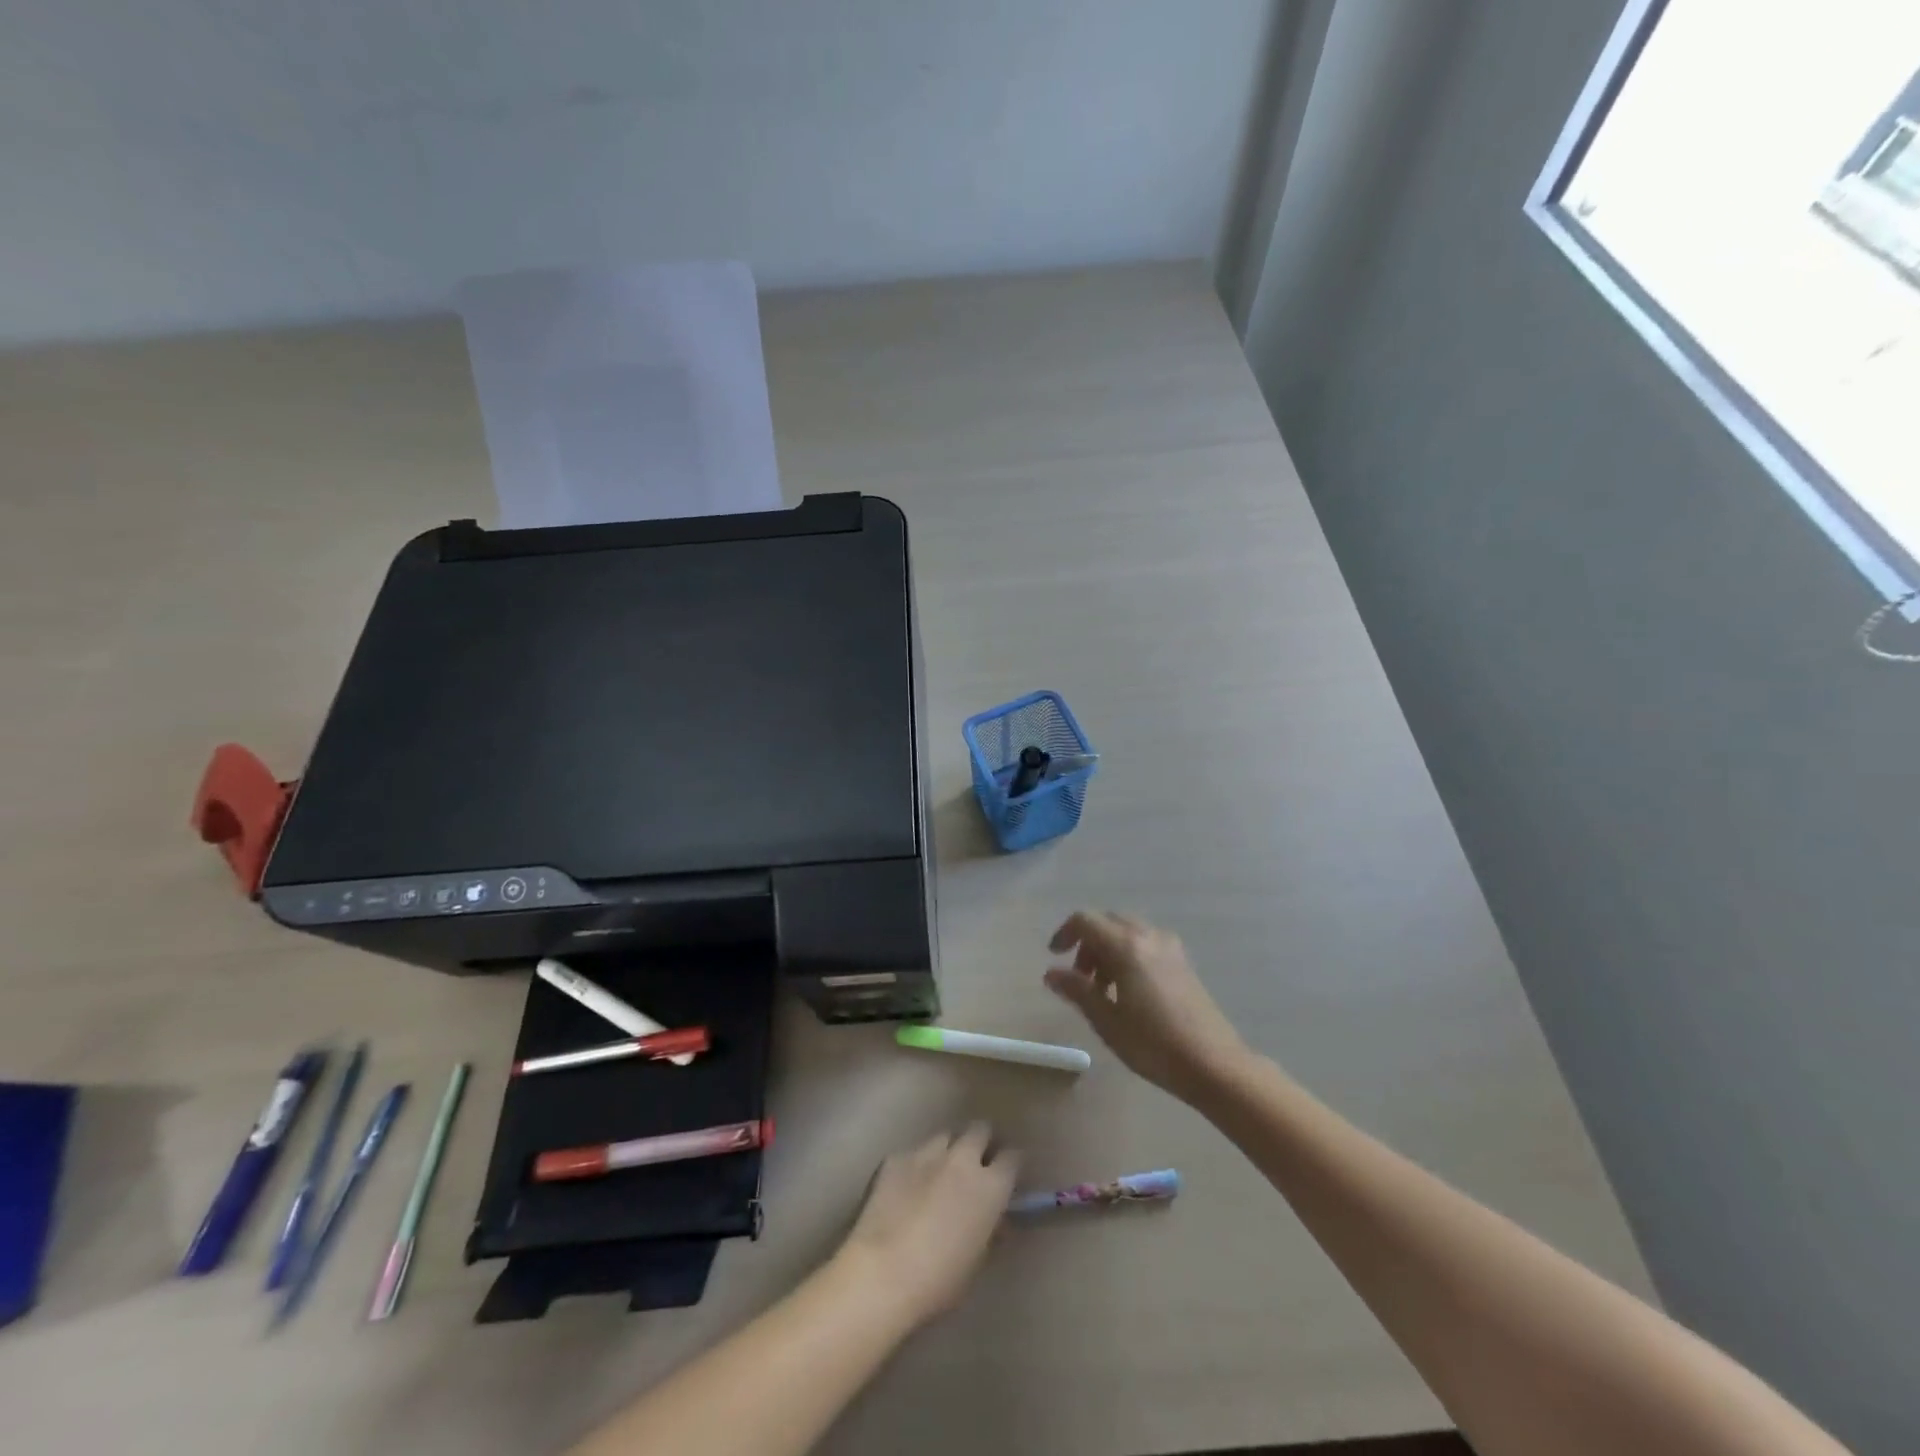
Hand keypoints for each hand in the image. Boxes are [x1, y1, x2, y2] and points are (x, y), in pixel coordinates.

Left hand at [833, 1124, 1018, 1329]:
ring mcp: (927, 1152)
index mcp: (990, 1187)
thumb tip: (996, 1220)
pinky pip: (914, 1152)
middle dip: (982, 1142)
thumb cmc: (938, 1282)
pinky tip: (907, 1187)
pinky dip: (918, 1164)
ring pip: (946, 1135)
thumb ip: (990, 1232)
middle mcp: (962, 1159)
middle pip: (981, 1129)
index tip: (1008, 1174)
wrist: (882, 1273)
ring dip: (949, 1149)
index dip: (1012, 1164)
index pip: (1013, 1157)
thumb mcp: (976, 1262)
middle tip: (977, 1164)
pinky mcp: (897, 1157)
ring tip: (941, 1172)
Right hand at [1044, 911, 1250, 1103]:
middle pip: (1108, 922)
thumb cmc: (1154, 1045)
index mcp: (1126, 946)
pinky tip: (1130, 990)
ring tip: (1104, 990)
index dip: (1065, 933)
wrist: (1214, 1064)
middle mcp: (1148, 936)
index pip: (1086, 921)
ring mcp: (1170, 947)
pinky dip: (1129, 954)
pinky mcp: (1183, 962)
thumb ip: (1077, 990)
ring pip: (1128, 932)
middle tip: (1081, 978)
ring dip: (1108, 949)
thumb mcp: (1107, 1021)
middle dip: (1088, 943)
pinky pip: (1146, 943)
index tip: (1054, 956)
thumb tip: (1051, 972)